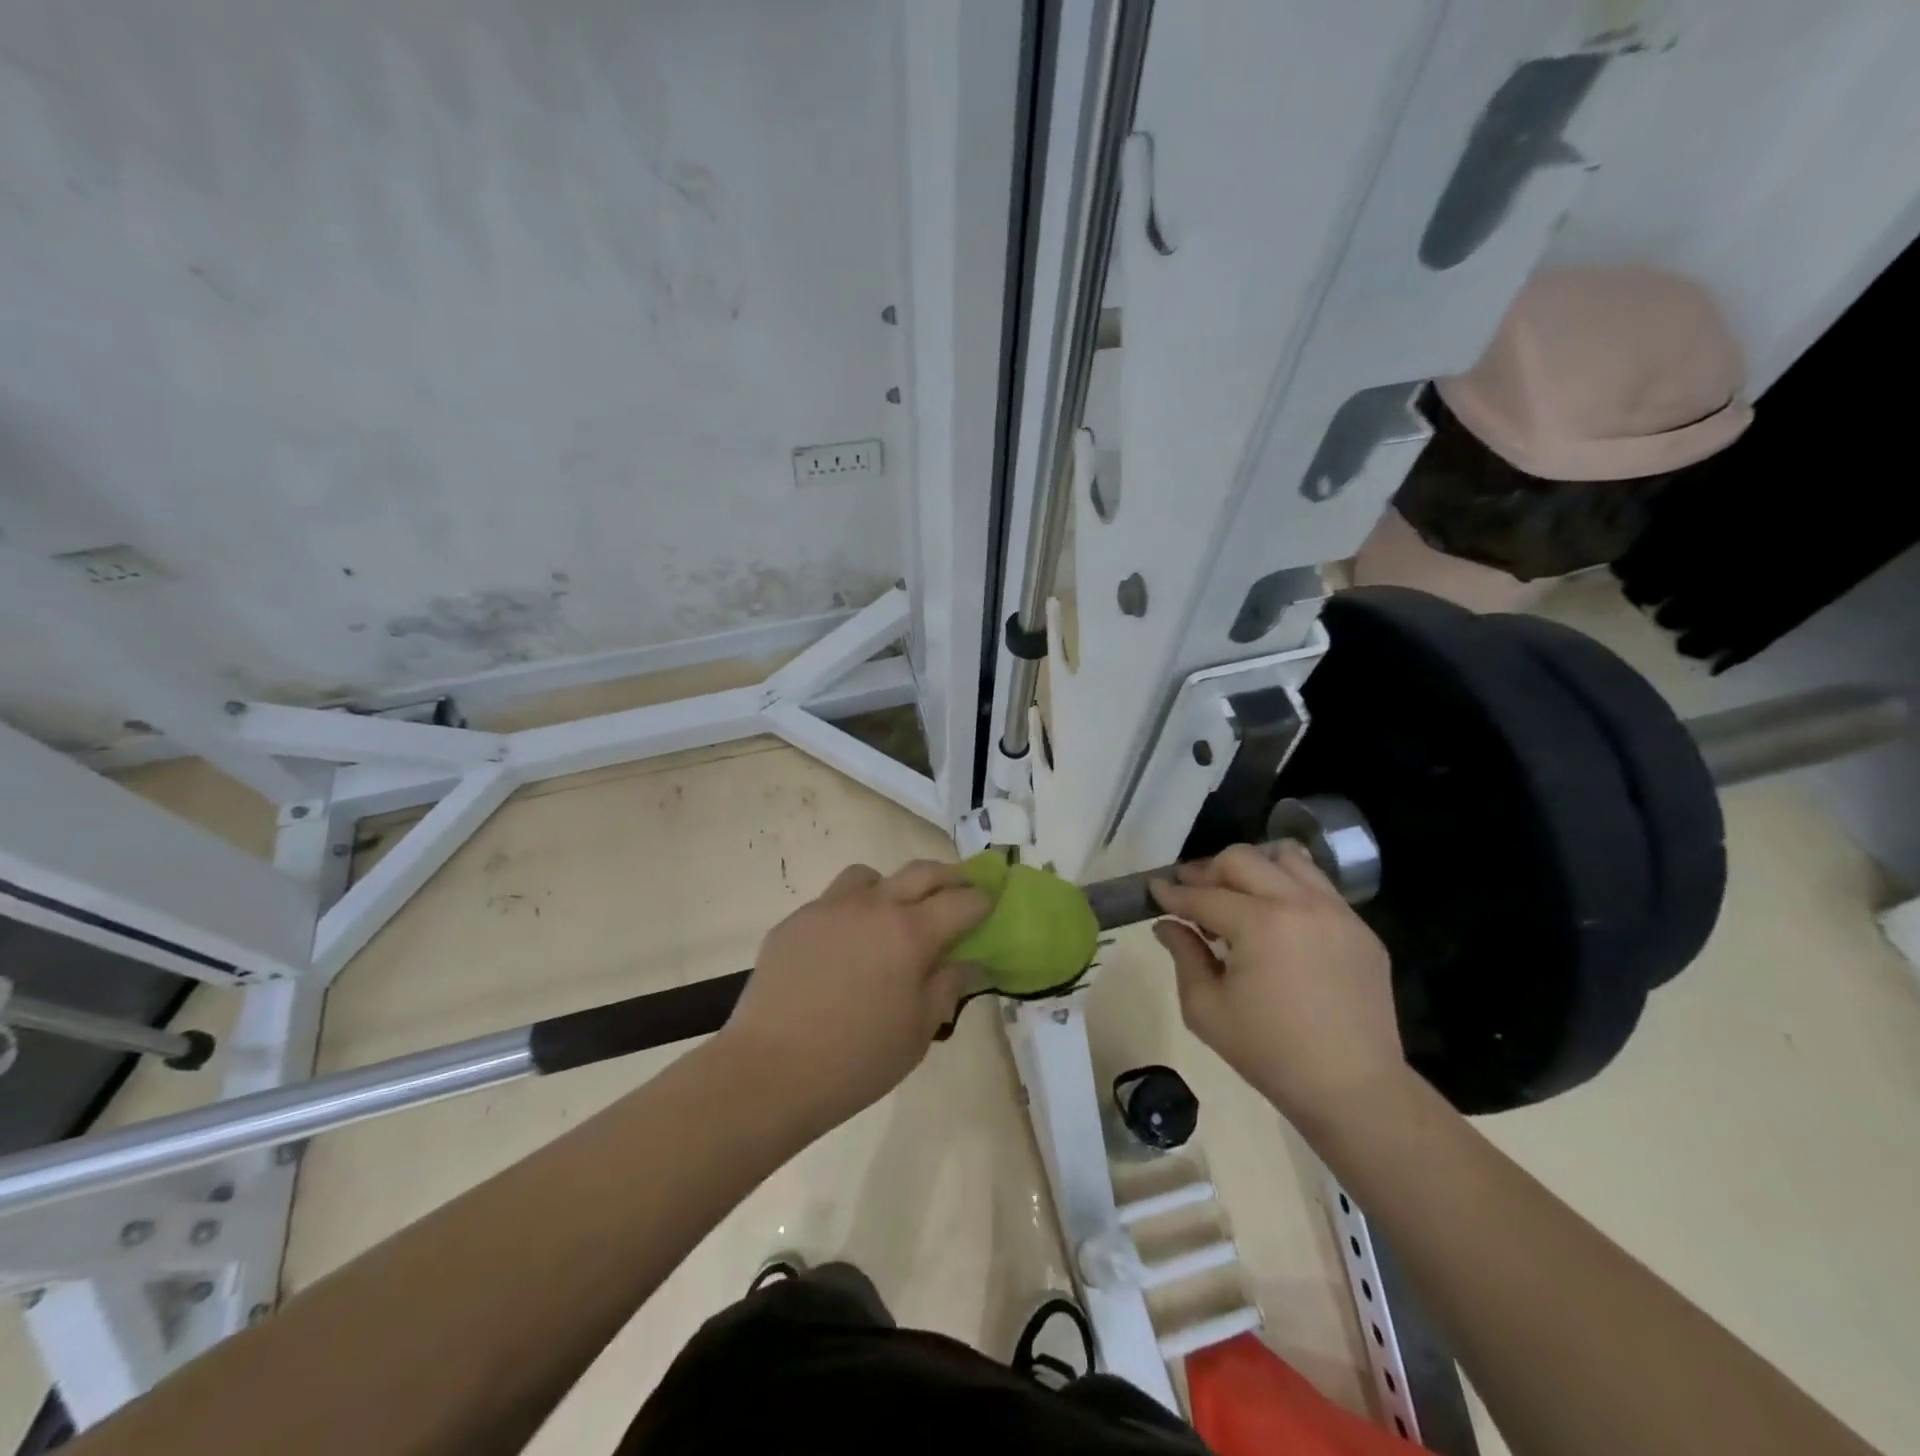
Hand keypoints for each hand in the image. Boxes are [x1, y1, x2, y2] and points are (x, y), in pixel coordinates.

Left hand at [716, 861, 989, 1130]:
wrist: (769, 1071)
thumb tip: (966, 962)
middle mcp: (873, 906)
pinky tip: (843, 947)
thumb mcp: (919, 1031)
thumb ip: (947, 987)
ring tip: (891, 916)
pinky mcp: (795, 921)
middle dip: (948, 877)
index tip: (990, 903)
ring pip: (870, 876)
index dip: (982, 900)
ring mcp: (829, 908)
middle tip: (958, 891)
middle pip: (921, 872)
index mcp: (910, 933)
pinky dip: (850, 912)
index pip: (961, 902)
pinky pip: (832, 902)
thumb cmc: (857, 1059)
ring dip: (891, 887)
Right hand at [1150, 842, 1405, 1126]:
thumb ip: (1183, 956)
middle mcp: (1299, 903)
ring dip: (1253, 869)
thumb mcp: (1206, 1009)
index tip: (1153, 890)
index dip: (1172, 893)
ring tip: (1238, 896)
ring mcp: (1337, 912)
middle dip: (1208, 871)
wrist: (1354, 1090)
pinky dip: (1288, 887)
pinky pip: (1318, 886)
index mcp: (1260, 924)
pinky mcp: (1361, 929)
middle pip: (1242, 859)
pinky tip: (1277, 918)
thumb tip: (1167, 925)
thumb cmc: (1270, 1053)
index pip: (1204, 896)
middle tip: (1192, 892)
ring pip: (1286, 858)